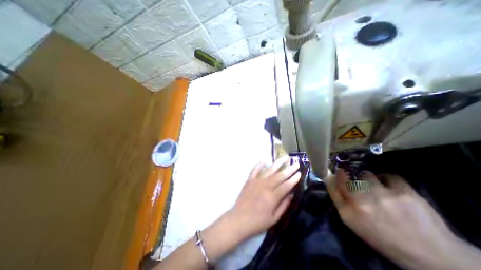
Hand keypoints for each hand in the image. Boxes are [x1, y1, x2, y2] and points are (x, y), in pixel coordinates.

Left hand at [227, 156, 299, 239]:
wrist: (239, 220)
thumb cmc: (258, 222)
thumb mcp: (274, 218)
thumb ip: (284, 205)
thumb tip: (291, 194)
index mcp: (272, 197)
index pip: (286, 185)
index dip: (294, 179)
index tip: (300, 173)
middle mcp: (265, 186)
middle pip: (280, 176)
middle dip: (289, 169)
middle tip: (296, 164)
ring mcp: (256, 181)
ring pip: (269, 170)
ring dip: (278, 163)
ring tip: (285, 157)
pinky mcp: (249, 180)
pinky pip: (255, 170)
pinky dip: (259, 165)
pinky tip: (264, 161)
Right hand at [327, 170, 457, 269]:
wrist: (431, 255)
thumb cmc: (383, 237)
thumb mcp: (353, 223)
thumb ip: (339, 199)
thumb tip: (330, 178)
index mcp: (347, 212)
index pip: (332, 185)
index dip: (335, 177)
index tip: (338, 174)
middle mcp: (361, 201)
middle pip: (346, 176)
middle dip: (349, 176)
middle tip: (357, 181)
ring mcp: (382, 195)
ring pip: (366, 174)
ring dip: (368, 179)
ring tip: (377, 188)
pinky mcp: (404, 192)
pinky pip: (389, 176)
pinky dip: (388, 180)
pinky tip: (392, 189)